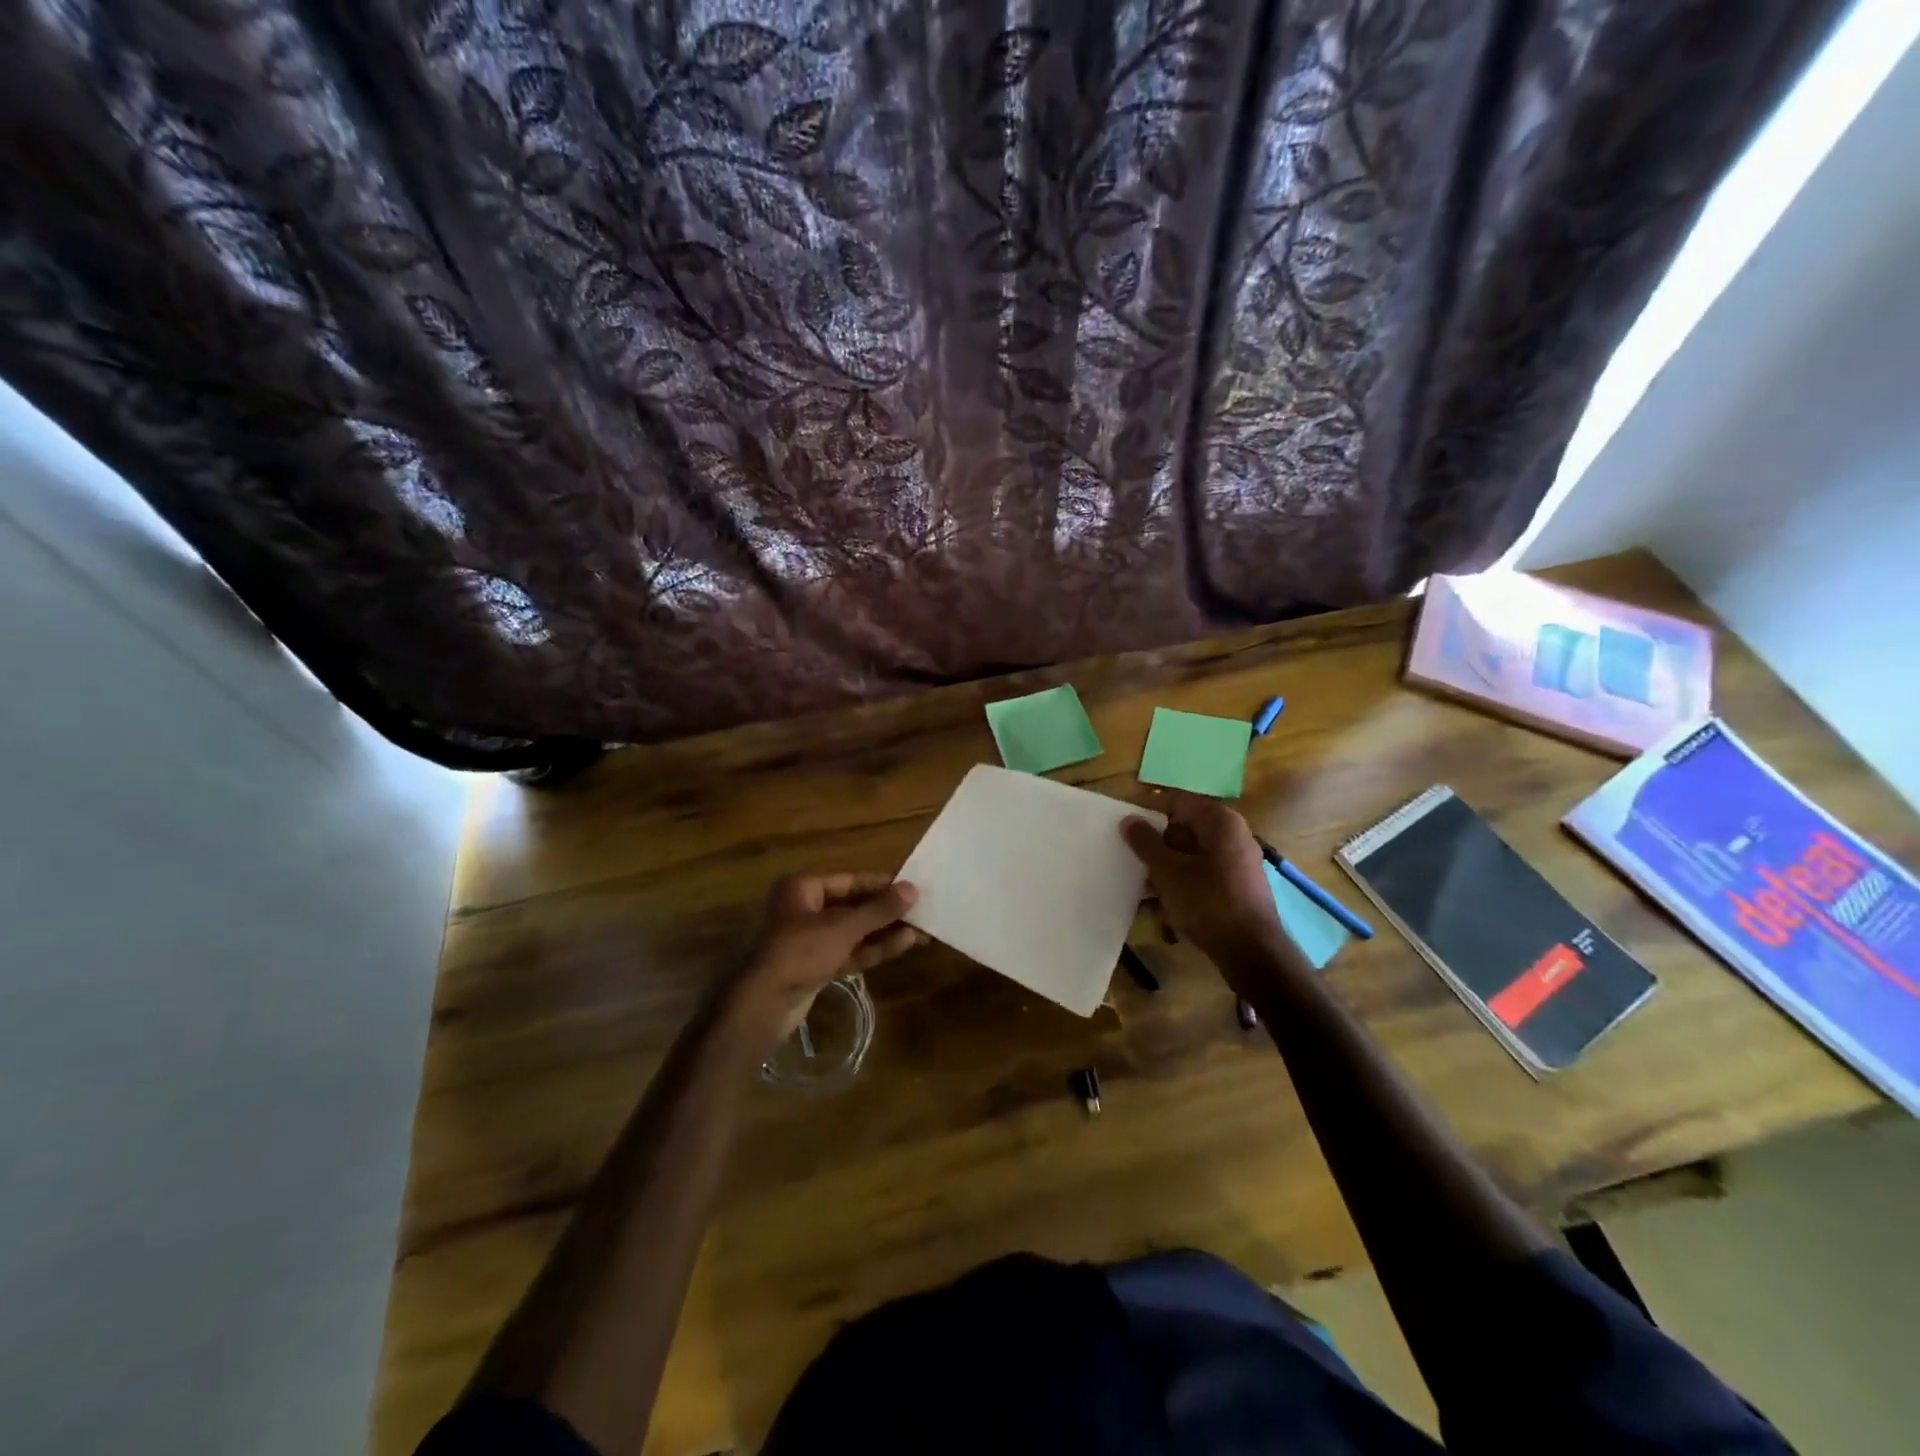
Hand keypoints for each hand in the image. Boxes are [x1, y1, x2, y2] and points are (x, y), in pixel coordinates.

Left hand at [722, 873, 923, 1049]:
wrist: (759, 1005)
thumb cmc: (798, 951)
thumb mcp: (842, 927)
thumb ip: (879, 910)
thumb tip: (913, 889)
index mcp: (802, 888)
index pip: (850, 880)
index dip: (882, 885)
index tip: (913, 888)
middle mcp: (803, 909)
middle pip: (853, 906)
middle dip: (887, 912)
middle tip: (923, 912)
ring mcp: (808, 941)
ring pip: (853, 932)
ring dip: (885, 932)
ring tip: (922, 931)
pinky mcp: (814, 968)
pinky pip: (848, 952)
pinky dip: (873, 949)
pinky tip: (903, 945)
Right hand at [1121, 793, 1291, 978]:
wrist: (1251, 951)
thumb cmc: (1207, 901)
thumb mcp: (1167, 871)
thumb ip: (1145, 842)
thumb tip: (1129, 819)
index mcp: (1218, 820)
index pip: (1175, 801)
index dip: (1147, 812)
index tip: (1125, 830)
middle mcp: (1233, 832)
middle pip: (1184, 828)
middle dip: (1156, 845)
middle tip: (1132, 862)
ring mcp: (1239, 859)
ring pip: (1191, 854)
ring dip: (1166, 868)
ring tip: (1144, 889)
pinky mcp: (1239, 884)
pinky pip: (1203, 873)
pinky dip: (1183, 883)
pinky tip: (1165, 905)